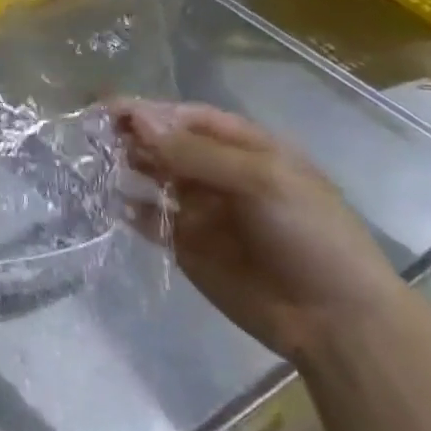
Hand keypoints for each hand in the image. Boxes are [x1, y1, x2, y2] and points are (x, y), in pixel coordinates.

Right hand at [109, 100, 407, 361]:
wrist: (334, 320)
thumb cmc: (310, 236)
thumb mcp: (261, 181)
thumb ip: (196, 152)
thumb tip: (138, 121)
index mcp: (247, 149)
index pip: (189, 118)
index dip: (151, 111)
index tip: (109, 109)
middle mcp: (219, 174)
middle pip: (167, 144)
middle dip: (134, 135)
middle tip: (95, 135)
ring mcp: (200, 210)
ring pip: (153, 177)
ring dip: (127, 167)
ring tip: (97, 164)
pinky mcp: (185, 245)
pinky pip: (149, 220)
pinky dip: (128, 209)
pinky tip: (109, 202)